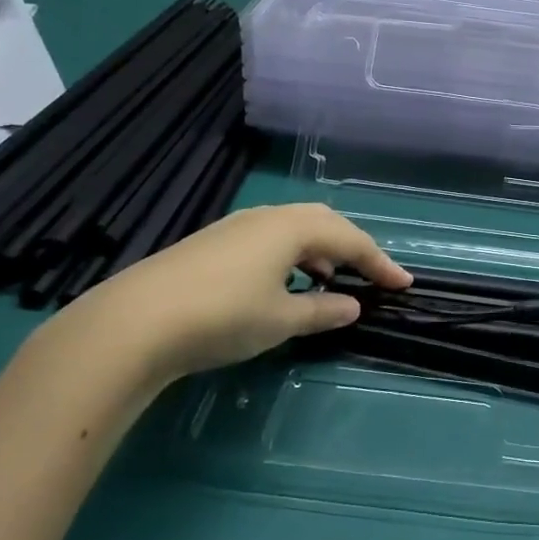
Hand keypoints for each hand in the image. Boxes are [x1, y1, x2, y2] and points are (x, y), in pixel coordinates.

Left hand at [36, 204, 410, 388]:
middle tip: (368, 275)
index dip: (380, 263)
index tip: (403, 285)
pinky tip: (282, 282)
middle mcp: (268, 217)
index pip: (351, 240)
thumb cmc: (223, 316)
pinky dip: (290, 255)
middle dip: (351, 247)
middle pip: (323, 222)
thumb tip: (352, 306)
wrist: (134, 322)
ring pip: (293, 228)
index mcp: (293, 227)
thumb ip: (322, 310)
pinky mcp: (212, 242)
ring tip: (328, 280)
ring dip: (319, 250)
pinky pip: (269, 238)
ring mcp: (236, 227)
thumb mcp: (281, 319)